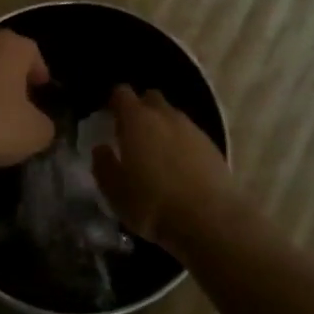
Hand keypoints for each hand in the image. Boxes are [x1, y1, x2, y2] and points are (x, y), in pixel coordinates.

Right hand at [91, 85, 239, 250]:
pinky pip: (190, 135)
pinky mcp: (212, 146)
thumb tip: (101, 149)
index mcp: (137, 120)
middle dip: (141, 109)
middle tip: (132, 134)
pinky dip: (181, 144)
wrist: (210, 220)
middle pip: (151, 98)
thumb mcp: (115, 192)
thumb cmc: (152, 204)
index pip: (122, 93)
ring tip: (156, 154)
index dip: (114, 102)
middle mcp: (165, 116)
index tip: (108, 117)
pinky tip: (179, 168)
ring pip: (173, 117)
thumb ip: (103, 165)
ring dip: (162, 128)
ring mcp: (192, 129)